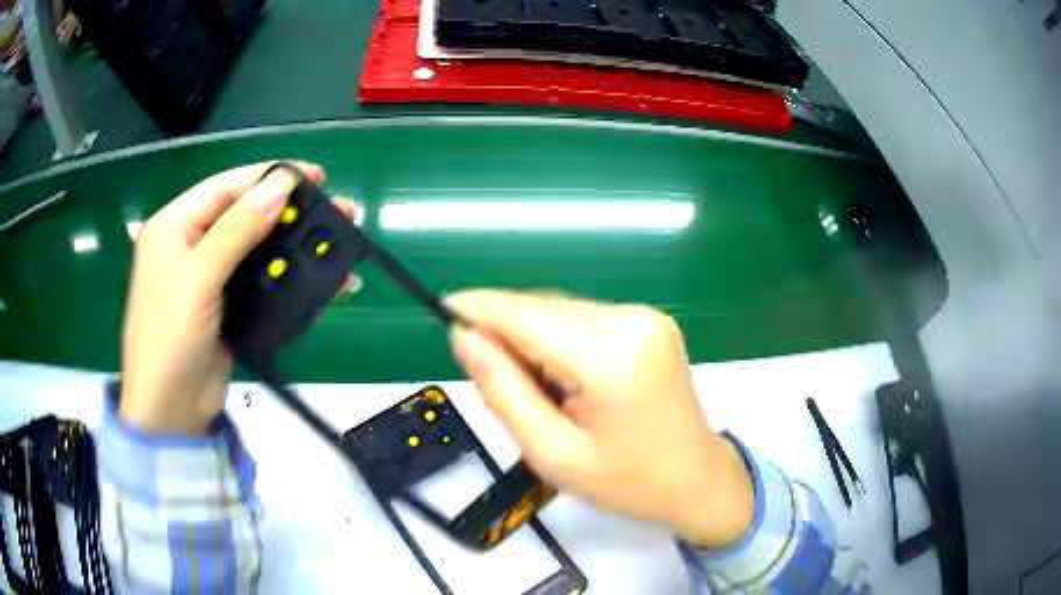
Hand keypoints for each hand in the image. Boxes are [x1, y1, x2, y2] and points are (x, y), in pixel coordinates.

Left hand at [121, 162, 356, 433]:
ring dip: (294, 246)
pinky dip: (290, 279)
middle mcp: (191, 245)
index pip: (225, 187)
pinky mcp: (228, 306)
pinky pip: (262, 281)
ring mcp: (210, 277)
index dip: (267, 177)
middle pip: (244, 215)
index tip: (313, 176)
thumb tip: (281, 185)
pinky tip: (322, 279)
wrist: (171, 411)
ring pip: (257, 249)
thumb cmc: (170, 337)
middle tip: (335, 210)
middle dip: (287, 212)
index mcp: (174, 226)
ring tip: (336, 242)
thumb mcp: (198, 278)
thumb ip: (237, 230)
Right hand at [446, 291, 754, 547]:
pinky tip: (566, 376)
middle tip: (491, 375)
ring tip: (539, 389)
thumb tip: (463, 337)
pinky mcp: (652, 321)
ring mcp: (646, 316)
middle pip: (543, 308)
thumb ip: (503, 390)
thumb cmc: (625, 481)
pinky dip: (562, 338)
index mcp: (609, 358)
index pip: (525, 316)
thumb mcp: (552, 453)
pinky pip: (586, 318)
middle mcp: (630, 321)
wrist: (697, 479)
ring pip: (563, 310)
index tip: (443, 308)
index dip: (480, 307)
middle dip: (506, 330)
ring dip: (534, 336)